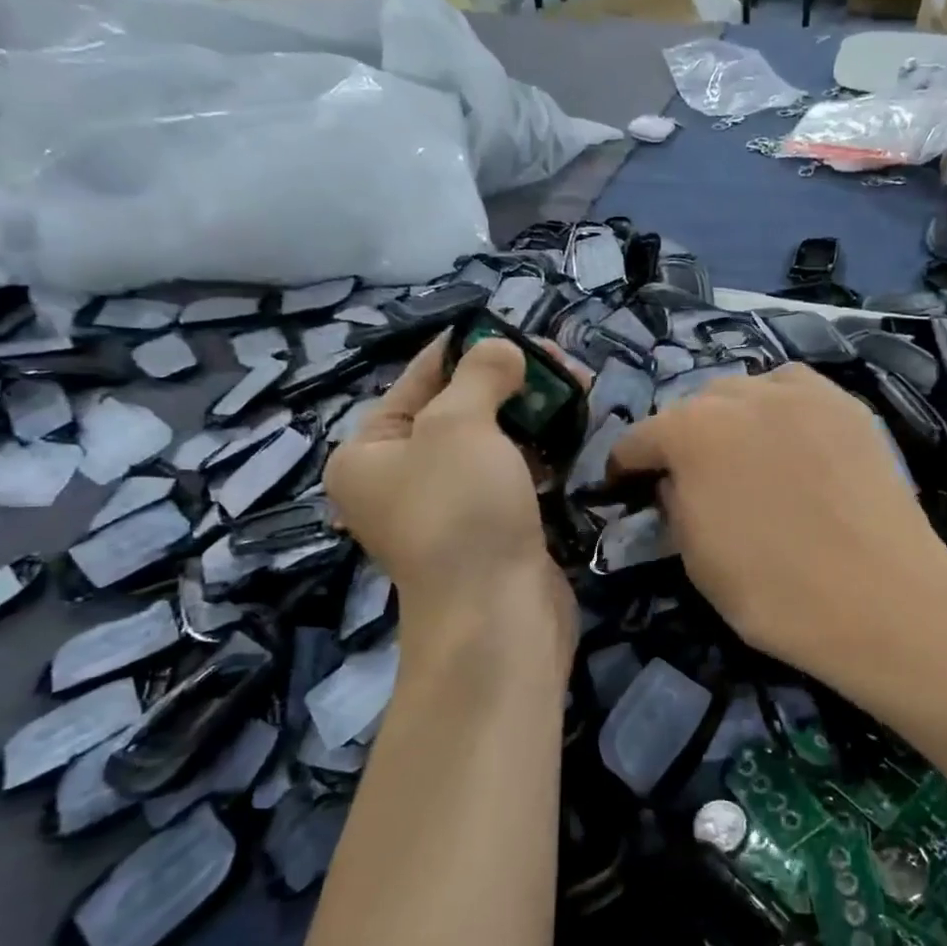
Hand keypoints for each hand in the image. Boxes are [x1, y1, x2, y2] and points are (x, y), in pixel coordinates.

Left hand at [326, 338, 572, 641]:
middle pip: (458, 408)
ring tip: (577, 388)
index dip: (466, 347)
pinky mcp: (490, 526)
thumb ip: (479, 374)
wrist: (498, 617)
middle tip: (560, 362)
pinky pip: (512, 473)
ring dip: (531, 413)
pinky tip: (571, 432)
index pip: (418, 378)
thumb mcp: (459, 425)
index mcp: (368, 451)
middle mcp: (400, 478)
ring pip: (492, 441)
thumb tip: (501, 350)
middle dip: (510, 381)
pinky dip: (539, 451)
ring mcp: (448, 506)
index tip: (514, 328)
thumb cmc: (461, 511)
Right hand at [608, 363, 946, 699]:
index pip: (639, 439)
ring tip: (744, 453)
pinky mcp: (845, 403)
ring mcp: (798, 393)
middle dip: (682, 438)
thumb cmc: (773, 591)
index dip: (627, 467)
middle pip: (692, 407)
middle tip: (692, 476)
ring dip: (730, 418)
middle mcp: (738, 395)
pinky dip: (779, 409)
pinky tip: (791, 441)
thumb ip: (674, 505)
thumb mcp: (695, 559)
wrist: (880, 599)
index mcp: (690, 433)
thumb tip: (675, 483)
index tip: (627, 486)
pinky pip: (794, 392)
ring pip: (744, 391)